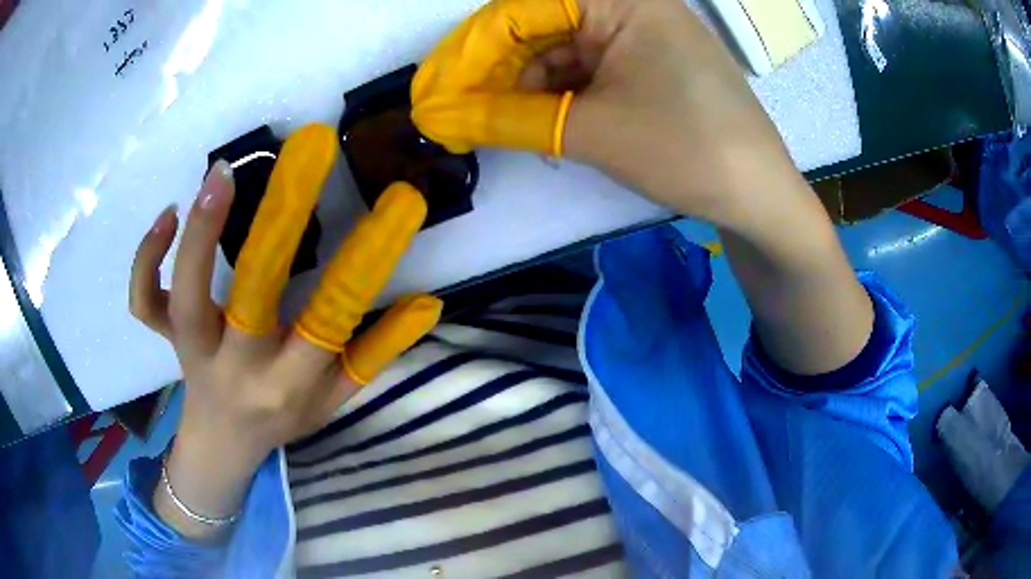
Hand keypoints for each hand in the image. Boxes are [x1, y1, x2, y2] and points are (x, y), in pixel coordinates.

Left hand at [130, 125, 441, 537]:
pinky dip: (146, 260)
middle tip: (305, 154)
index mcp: (286, 385)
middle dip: (279, 225)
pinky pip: (144, 303)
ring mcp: (192, 351)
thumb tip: (427, 303)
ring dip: (200, 232)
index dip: (366, 262)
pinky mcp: (167, 337)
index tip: (398, 204)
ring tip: (222, 172)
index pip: (331, 322)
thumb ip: (377, 354)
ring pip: (184, 298)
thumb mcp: (336, 401)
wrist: (222, 446)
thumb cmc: (280, 421)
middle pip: (249, 300)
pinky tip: (168, 215)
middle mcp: (236, 368)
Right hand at [412, 0, 800, 227]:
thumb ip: (508, 116)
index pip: (521, 9)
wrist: (759, 195)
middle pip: (538, 26)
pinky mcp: (646, 60)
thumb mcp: (591, 130)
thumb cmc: (685, 149)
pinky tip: (536, 121)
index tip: (433, 93)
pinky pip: (586, 66)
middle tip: (454, 113)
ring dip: (522, 85)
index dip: (470, 51)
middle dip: (493, 70)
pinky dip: (556, 93)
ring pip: (559, 49)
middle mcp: (629, 3)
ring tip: (490, 125)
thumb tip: (440, 115)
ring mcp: (640, 32)